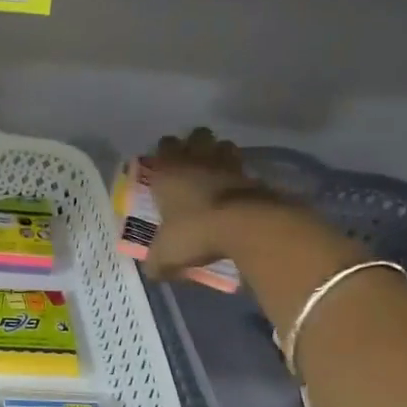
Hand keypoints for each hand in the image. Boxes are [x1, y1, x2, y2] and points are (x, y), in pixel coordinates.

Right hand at [142, 128, 270, 279]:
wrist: (244, 227)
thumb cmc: (194, 232)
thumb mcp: (165, 255)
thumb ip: (157, 261)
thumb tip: (153, 270)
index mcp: (168, 172)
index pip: (164, 145)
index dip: (164, 152)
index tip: (164, 165)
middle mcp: (197, 161)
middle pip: (197, 135)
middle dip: (195, 145)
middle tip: (192, 164)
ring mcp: (228, 166)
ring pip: (224, 145)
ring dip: (220, 155)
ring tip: (217, 173)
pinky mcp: (254, 177)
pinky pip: (244, 169)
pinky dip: (241, 176)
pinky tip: (237, 191)